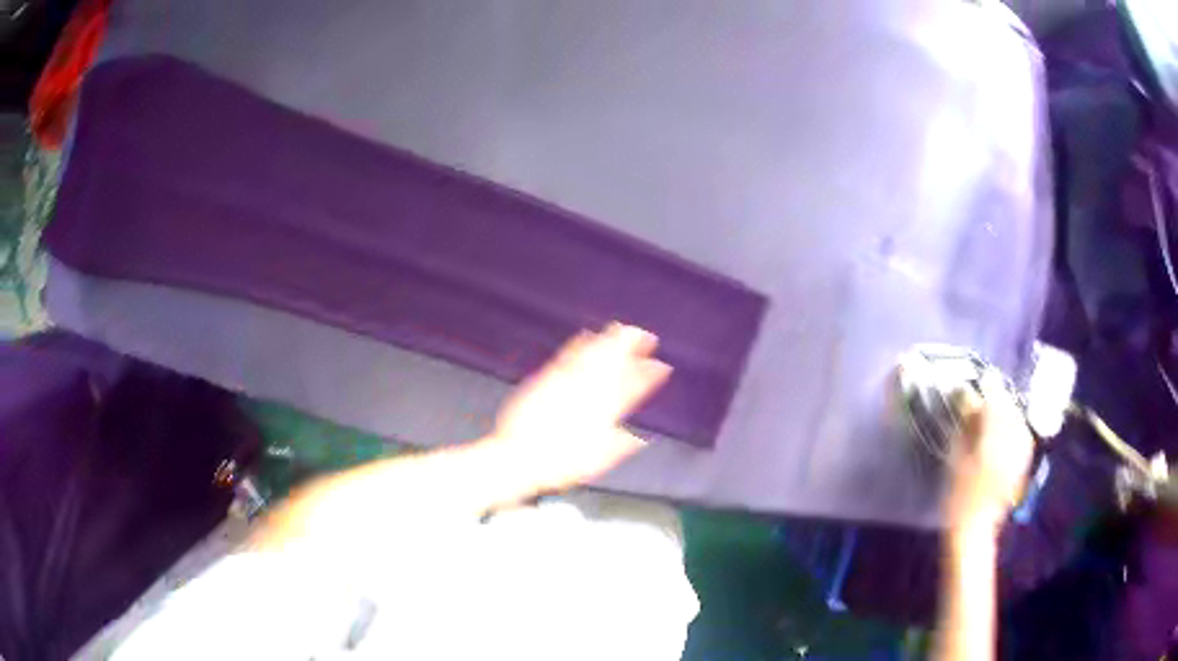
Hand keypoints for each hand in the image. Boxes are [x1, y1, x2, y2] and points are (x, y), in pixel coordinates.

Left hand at [488, 322, 671, 492]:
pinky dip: (580, 343)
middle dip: (632, 347)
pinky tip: (586, 335)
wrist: (519, 456)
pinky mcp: (546, 378)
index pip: (632, 388)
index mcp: (604, 412)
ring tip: (623, 329)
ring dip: (609, 340)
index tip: (662, 367)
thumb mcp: (597, 461)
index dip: (648, 376)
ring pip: (592, 354)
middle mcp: (588, 391)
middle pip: (614, 362)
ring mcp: (566, 382)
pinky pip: (568, 355)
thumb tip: (639, 438)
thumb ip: (621, 446)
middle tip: (646, 337)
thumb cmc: (561, 463)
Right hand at [947, 372, 1034, 532]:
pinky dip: (1012, 424)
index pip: (995, 399)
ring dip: (1004, 410)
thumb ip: (966, 423)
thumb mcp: (957, 458)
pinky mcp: (1024, 459)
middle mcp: (1014, 438)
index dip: (985, 386)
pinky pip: (1021, 430)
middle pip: (1009, 405)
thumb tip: (967, 395)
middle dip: (996, 397)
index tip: (975, 379)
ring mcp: (1022, 449)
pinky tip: (1002, 430)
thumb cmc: (959, 497)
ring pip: (1017, 416)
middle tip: (981, 397)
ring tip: (990, 412)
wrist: (975, 529)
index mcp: (996, 437)